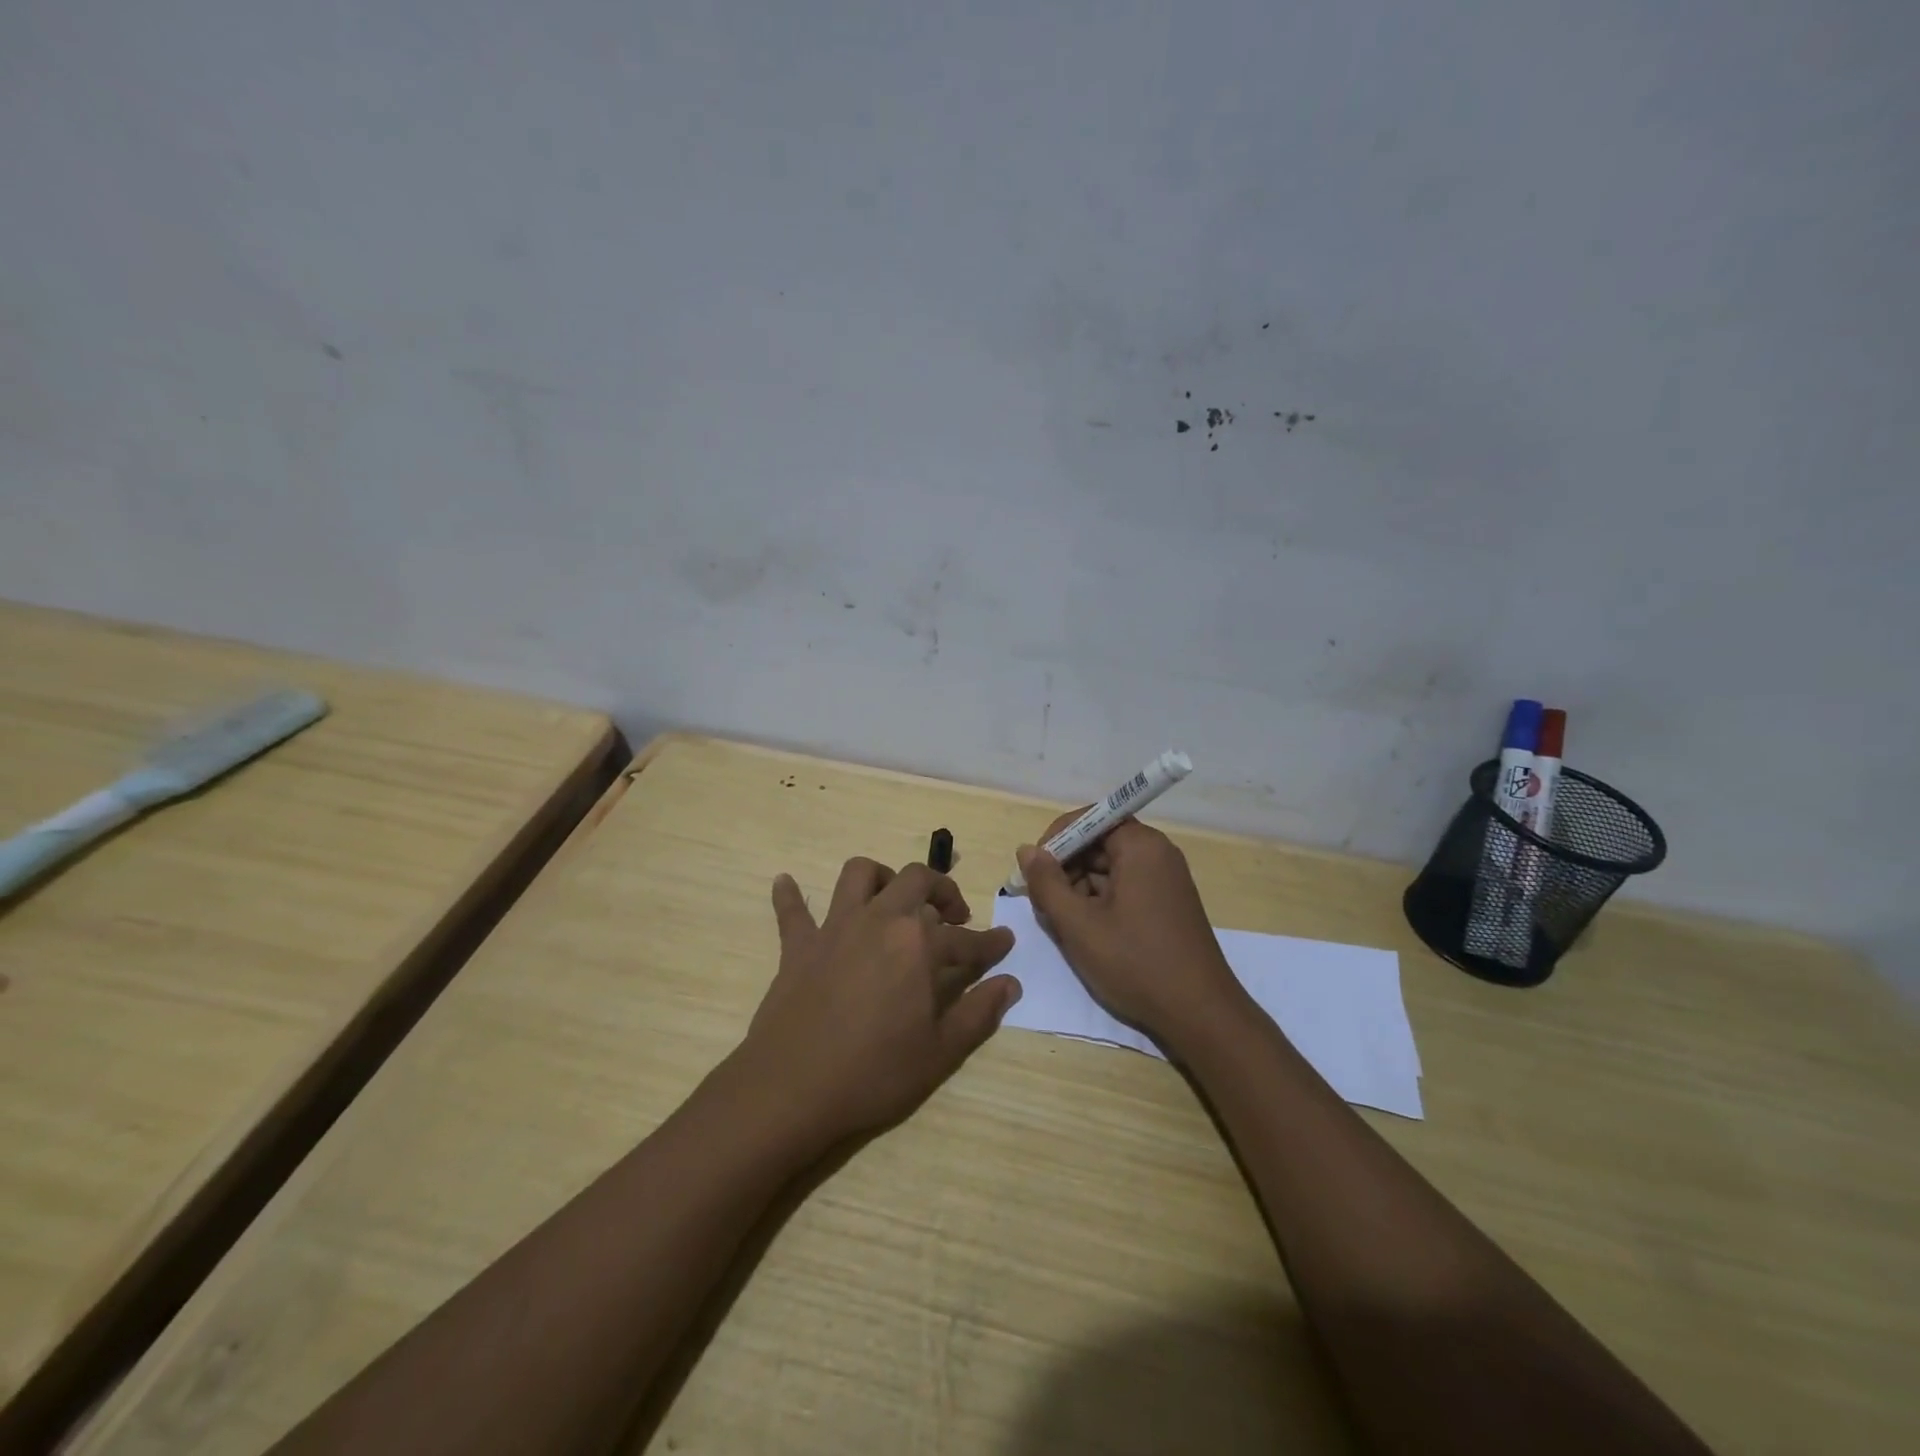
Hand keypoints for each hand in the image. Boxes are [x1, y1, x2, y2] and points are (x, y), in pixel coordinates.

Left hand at [738, 857, 1020, 1140]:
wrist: (793, 1089)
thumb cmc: (874, 1073)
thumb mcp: (940, 1053)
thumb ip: (978, 1013)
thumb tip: (1010, 983)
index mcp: (919, 944)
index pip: (967, 939)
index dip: (991, 943)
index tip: (1005, 942)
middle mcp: (880, 920)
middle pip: (917, 880)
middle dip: (942, 890)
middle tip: (953, 916)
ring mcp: (836, 928)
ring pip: (859, 874)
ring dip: (881, 878)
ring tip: (892, 901)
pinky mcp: (798, 945)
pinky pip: (792, 910)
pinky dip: (790, 896)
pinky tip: (786, 883)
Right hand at [1018, 814, 1244, 1044]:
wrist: (1200, 1014)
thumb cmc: (1135, 963)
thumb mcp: (1079, 925)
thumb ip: (1047, 883)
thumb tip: (1026, 851)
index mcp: (1140, 846)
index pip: (1089, 819)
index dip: (1056, 839)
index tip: (1033, 870)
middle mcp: (1157, 853)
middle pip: (1099, 842)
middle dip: (1065, 867)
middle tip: (1042, 902)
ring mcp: (1166, 879)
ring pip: (1109, 868)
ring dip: (1079, 888)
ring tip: (1060, 922)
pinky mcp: (1167, 903)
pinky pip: (1125, 887)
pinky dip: (1100, 901)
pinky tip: (1086, 931)